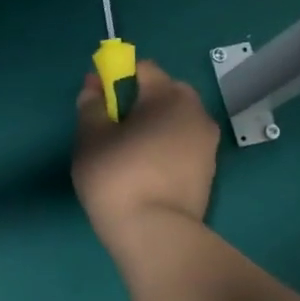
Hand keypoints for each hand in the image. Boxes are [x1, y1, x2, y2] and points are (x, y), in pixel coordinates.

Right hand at [72, 59, 220, 254]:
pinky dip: (166, 151)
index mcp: (168, 96)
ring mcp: (208, 144)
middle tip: (116, 128)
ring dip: (156, 128)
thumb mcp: (90, 139)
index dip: (119, 76)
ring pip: (177, 122)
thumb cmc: (116, 177)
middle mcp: (196, 113)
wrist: (154, 232)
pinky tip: (146, 174)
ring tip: (130, 154)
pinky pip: (184, 148)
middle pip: (167, 93)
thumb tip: (93, 86)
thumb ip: (91, 106)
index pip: (145, 68)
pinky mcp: (209, 172)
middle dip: (143, 101)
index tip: (100, 98)